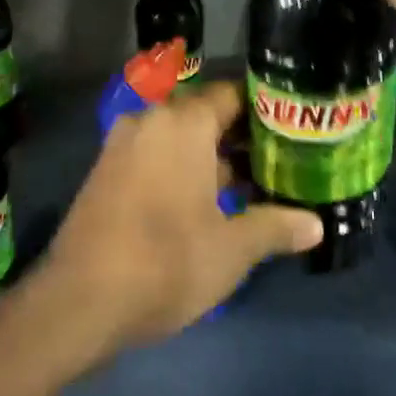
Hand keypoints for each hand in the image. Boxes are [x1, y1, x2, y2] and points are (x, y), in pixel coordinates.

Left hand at [35, 82, 322, 351]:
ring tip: (250, 185)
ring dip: (211, 157)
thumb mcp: (231, 250)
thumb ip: (274, 228)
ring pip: (179, 137)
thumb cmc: (166, 263)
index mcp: (183, 122)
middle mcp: (152, 119)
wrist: (79, 301)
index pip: (232, 94)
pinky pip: (155, 154)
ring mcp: (124, 144)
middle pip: (205, 115)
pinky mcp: (107, 170)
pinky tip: (205, 202)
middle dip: (240, 138)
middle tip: (278, 161)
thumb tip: (316, 224)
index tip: (291, 129)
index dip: (264, 110)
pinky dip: (181, 168)